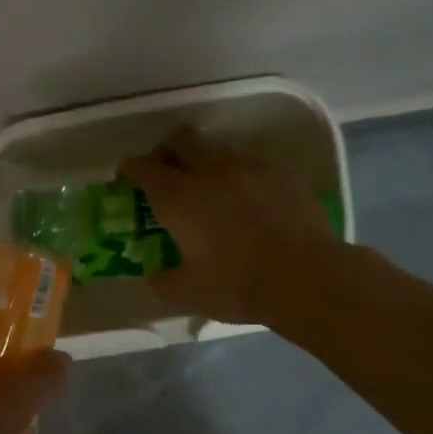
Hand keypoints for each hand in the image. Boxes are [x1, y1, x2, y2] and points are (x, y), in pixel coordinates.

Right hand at [119, 125, 341, 324]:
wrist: (305, 276)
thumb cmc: (237, 284)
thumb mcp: (187, 294)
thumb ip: (162, 281)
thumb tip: (155, 275)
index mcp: (178, 197)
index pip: (143, 167)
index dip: (130, 169)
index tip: (126, 179)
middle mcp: (209, 170)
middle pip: (181, 139)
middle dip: (167, 151)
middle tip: (167, 173)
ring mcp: (249, 166)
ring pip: (218, 147)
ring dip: (205, 161)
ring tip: (210, 188)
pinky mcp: (280, 172)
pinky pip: (251, 162)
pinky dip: (239, 174)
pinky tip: (246, 198)